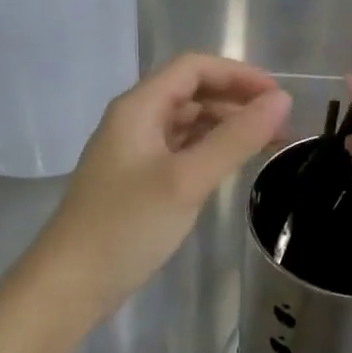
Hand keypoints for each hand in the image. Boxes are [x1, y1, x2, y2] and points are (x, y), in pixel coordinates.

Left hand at [34, 53, 290, 316]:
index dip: (238, 74)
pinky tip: (232, 166)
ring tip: (267, 146)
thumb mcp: (186, 179)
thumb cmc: (126, 225)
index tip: (278, 97)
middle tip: (281, 127)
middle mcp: (135, 120)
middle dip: (237, 102)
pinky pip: (181, 151)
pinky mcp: (138, 181)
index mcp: (139, 107)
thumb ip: (235, 138)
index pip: (194, 68)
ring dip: (227, 127)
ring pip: (188, 123)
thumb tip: (281, 100)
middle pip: (192, 93)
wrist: (70, 284)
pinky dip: (210, 151)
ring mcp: (135, 152)